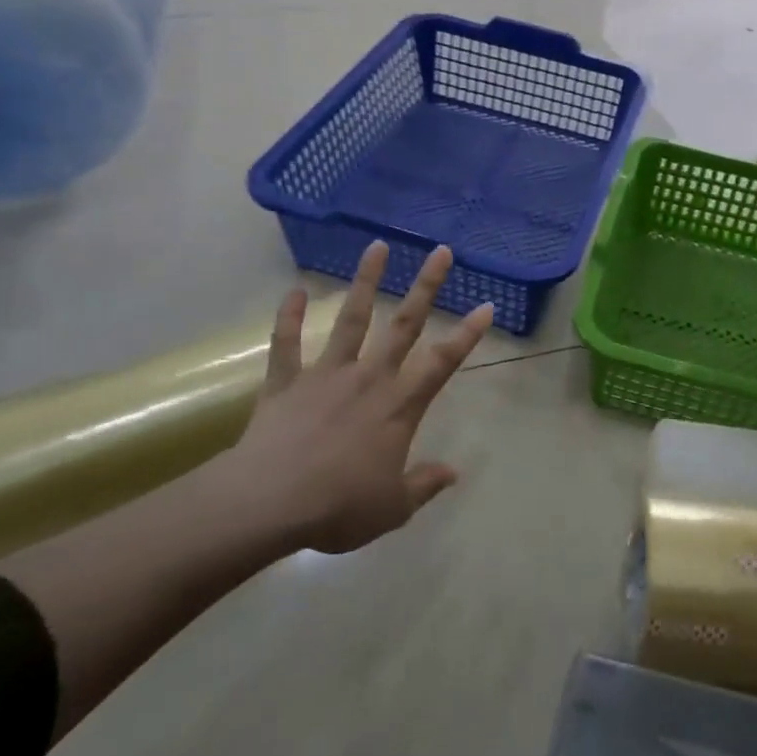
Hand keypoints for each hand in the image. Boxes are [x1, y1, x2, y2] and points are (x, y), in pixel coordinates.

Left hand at [225, 241, 493, 553]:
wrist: (271, 502)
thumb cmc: (339, 507)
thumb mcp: (394, 508)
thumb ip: (424, 485)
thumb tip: (453, 472)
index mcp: (399, 407)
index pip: (442, 363)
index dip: (467, 335)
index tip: (485, 306)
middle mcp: (368, 379)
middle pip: (404, 325)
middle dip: (426, 287)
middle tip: (440, 251)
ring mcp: (326, 375)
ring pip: (351, 319)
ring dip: (366, 282)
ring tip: (377, 247)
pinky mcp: (287, 381)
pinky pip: (286, 342)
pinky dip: (288, 316)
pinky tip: (292, 290)